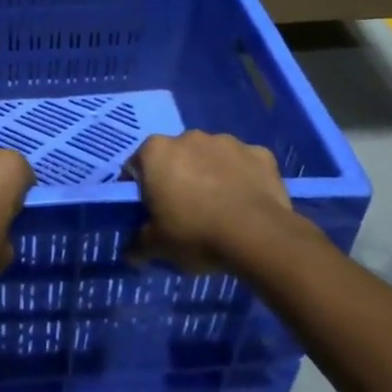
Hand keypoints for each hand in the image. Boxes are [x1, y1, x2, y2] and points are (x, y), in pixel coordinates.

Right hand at [123, 131, 321, 273]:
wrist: (259, 236)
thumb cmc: (195, 233)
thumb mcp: (157, 246)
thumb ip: (138, 245)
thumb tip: (131, 254)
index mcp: (156, 151)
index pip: (137, 167)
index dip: (141, 190)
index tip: (150, 212)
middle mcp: (189, 137)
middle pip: (175, 157)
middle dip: (177, 178)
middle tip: (185, 212)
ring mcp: (227, 141)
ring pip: (211, 157)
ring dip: (210, 174)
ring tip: (219, 209)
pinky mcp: (260, 153)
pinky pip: (244, 164)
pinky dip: (243, 178)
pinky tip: (247, 203)